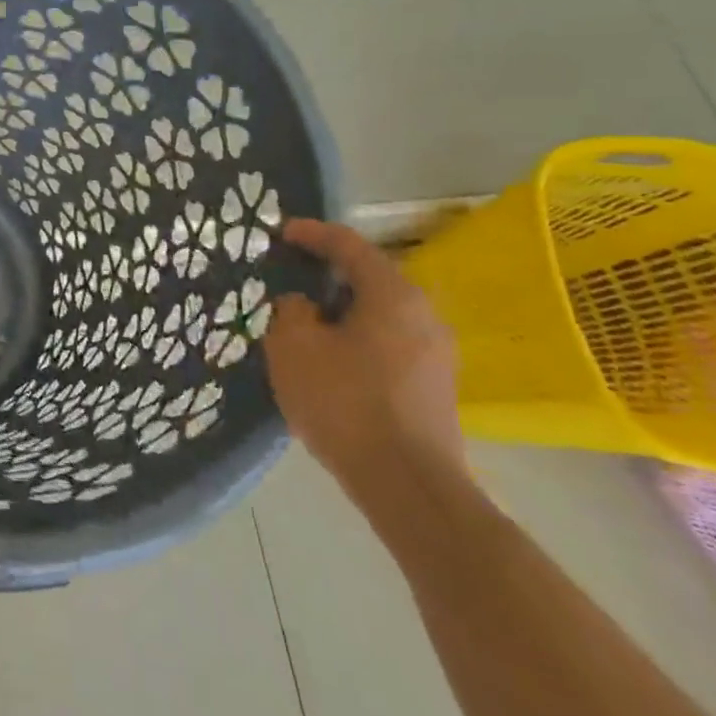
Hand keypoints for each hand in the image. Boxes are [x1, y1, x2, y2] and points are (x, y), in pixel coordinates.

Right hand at [264, 219, 464, 506]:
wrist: (406, 484)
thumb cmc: (344, 401)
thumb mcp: (293, 345)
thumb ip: (291, 310)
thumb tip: (303, 305)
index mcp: (392, 295)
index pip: (349, 246)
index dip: (311, 233)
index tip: (281, 232)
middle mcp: (423, 315)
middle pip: (369, 280)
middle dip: (326, 276)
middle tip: (289, 279)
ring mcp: (435, 355)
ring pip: (378, 316)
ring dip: (340, 313)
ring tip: (303, 324)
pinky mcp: (433, 388)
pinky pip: (386, 346)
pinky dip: (354, 341)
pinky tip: (328, 363)